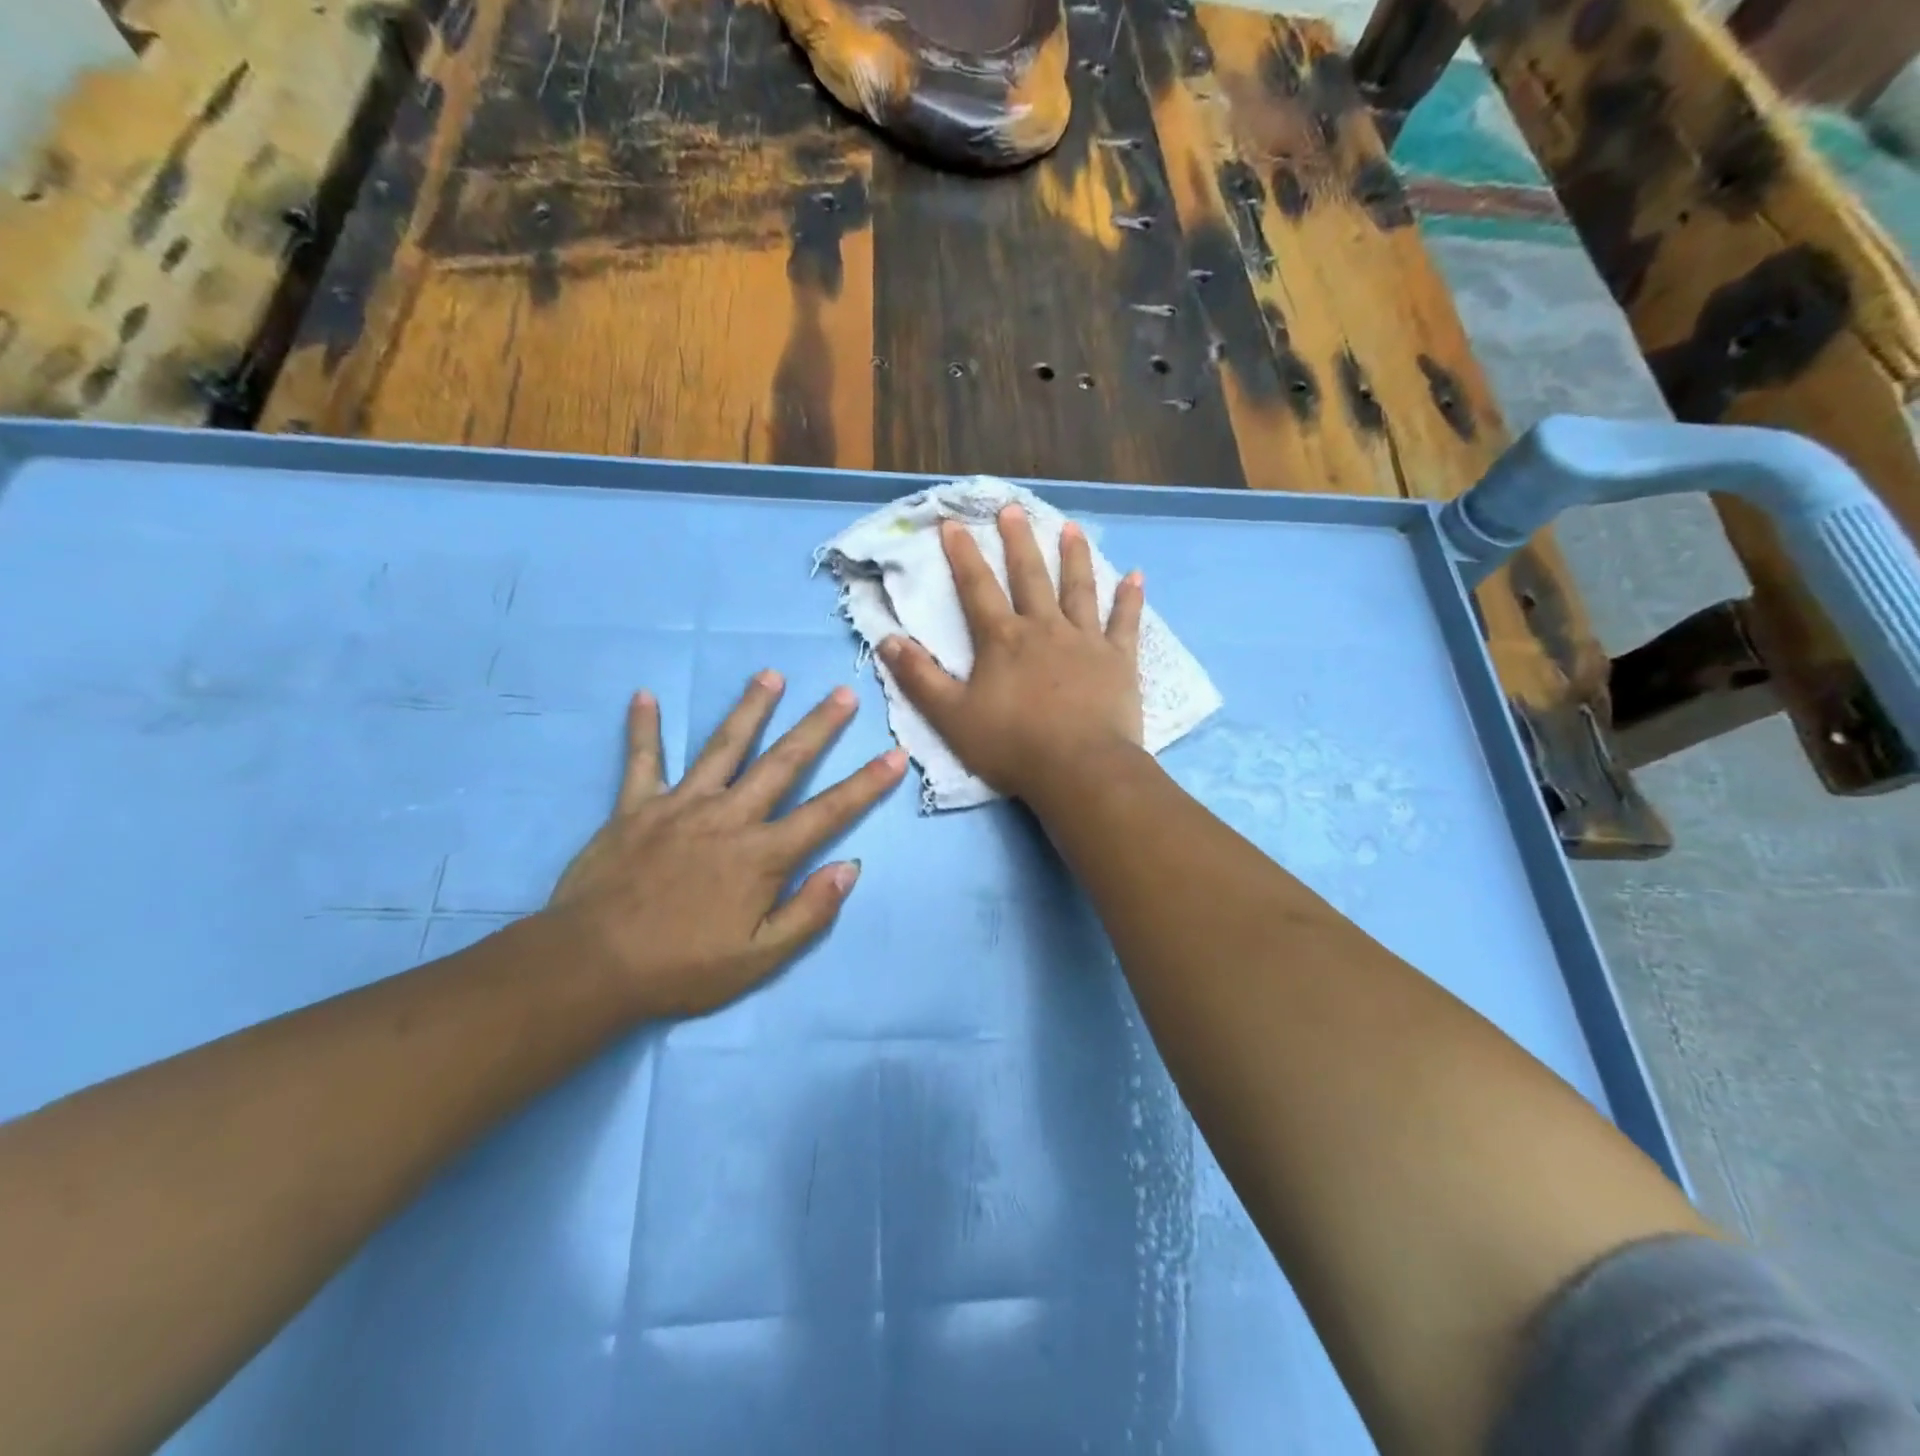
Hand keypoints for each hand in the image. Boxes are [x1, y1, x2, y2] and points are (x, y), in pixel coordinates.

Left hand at [545, 672, 906, 1017]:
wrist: (591, 966)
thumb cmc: (682, 967)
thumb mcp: (759, 959)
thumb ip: (809, 912)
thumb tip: (850, 867)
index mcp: (762, 855)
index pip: (828, 813)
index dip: (866, 784)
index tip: (895, 754)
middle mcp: (728, 817)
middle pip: (782, 763)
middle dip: (818, 727)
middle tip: (843, 694)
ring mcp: (680, 806)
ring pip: (723, 747)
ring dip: (750, 709)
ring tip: (771, 676)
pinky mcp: (635, 808)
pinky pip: (641, 761)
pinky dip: (642, 729)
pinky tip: (643, 695)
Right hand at [879, 505, 1144, 803]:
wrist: (1079, 769)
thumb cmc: (1012, 745)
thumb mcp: (951, 716)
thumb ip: (919, 677)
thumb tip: (887, 639)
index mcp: (1003, 640)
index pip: (977, 588)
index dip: (963, 555)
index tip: (954, 523)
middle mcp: (1044, 628)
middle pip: (1030, 577)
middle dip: (1018, 541)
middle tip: (1014, 509)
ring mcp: (1086, 641)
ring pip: (1079, 589)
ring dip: (1074, 556)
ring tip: (1070, 528)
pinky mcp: (1119, 660)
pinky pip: (1126, 623)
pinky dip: (1131, 599)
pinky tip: (1137, 576)